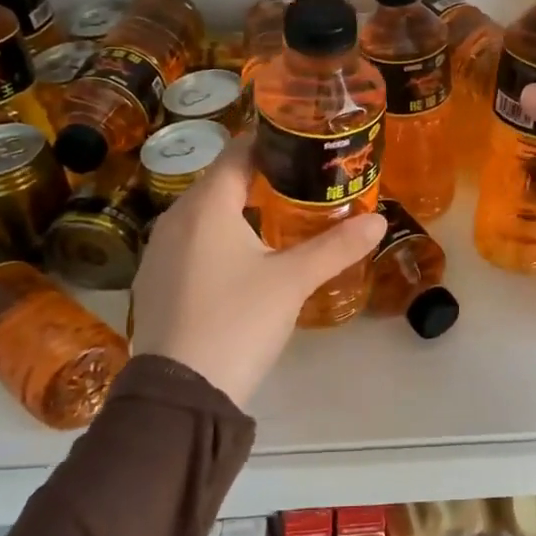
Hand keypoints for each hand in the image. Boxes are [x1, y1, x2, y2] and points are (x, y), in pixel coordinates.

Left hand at [129, 139, 386, 406]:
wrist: (181, 393)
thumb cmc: (238, 321)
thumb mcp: (293, 281)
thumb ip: (336, 247)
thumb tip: (379, 220)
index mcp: (206, 206)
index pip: (238, 153)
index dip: (271, 142)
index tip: (305, 142)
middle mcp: (175, 219)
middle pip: (222, 183)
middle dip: (262, 177)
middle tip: (306, 181)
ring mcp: (160, 252)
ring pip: (206, 215)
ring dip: (240, 210)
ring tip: (283, 217)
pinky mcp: (156, 282)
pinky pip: (192, 244)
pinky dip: (220, 239)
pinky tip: (245, 260)